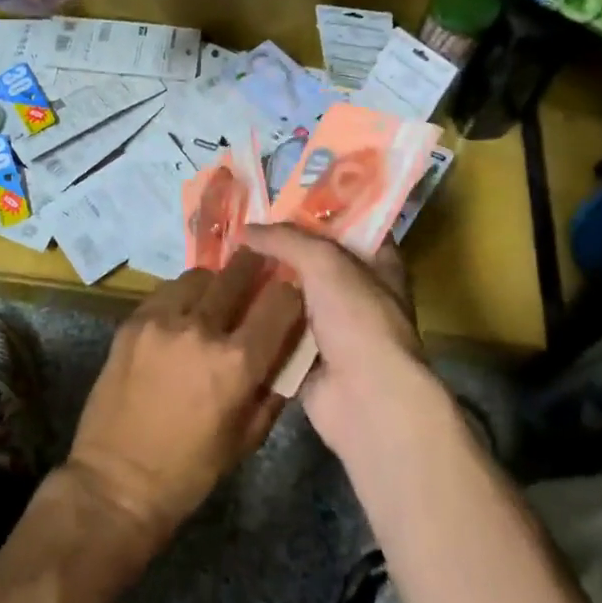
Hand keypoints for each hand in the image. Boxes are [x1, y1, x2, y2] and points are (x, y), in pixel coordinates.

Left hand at [66, 249, 304, 553]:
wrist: (116, 483)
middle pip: (239, 272)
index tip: (290, 293)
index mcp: (237, 362)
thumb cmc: (190, 471)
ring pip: (201, 276)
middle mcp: (203, 329)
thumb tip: (290, 346)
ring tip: (214, 301)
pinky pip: (166, 291)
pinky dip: (181, 297)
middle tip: (258, 273)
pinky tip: (180, 317)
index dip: (291, 293)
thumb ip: (274, 385)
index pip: (280, 300)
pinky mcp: (133, 321)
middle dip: (255, 269)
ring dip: (215, 284)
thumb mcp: (248, 436)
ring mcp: (163, 321)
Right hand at [244, 225, 443, 460]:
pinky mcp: (309, 359)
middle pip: (313, 262)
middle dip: (279, 251)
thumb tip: (245, 230)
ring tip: (223, 264)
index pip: (347, 226)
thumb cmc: (357, 319)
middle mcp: (359, 293)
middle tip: (238, 233)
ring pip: (292, 298)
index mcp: (378, 263)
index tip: (275, 203)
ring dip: (264, 287)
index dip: (315, 213)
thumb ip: (286, 239)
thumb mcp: (325, 262)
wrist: (365, 399)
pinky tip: (225, 304)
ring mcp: (334, 329)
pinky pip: (278, 332)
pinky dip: (257, 322)